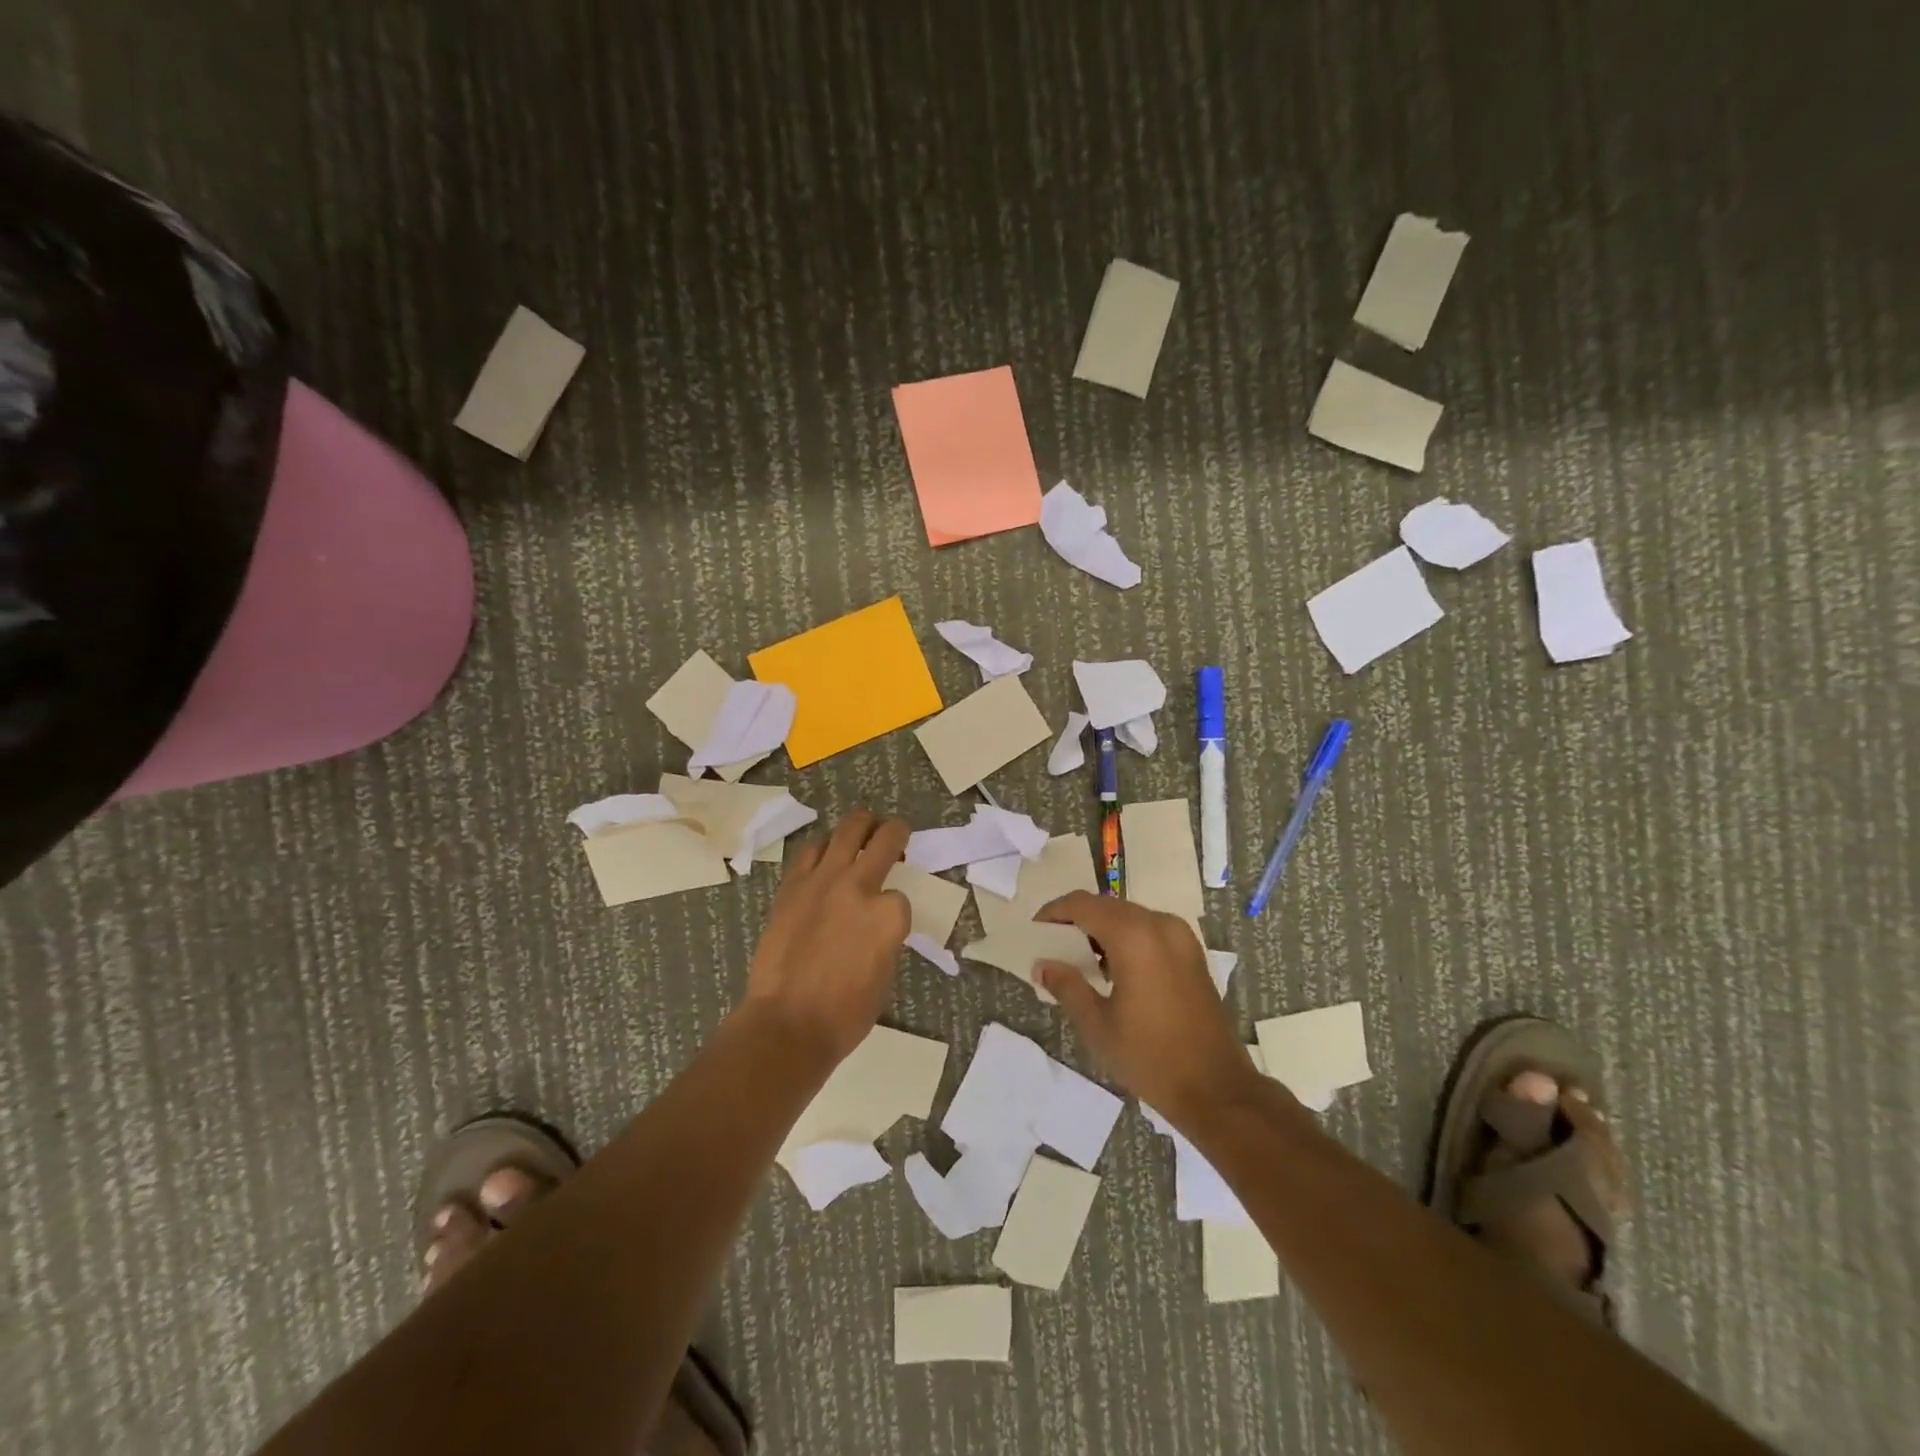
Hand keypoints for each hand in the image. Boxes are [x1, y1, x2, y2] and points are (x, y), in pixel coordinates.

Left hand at [742, 810, 911, 1064]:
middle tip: (896, 833)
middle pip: (885, 837)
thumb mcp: (885, 975)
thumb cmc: (845, 1014)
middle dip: (896, 832)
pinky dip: (823, 850)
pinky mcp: (793, 885)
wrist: (787, 1023)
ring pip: (848, 828)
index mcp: (889, 914)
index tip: (888, 922)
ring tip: (863, 832)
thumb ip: (886, 936)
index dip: (895, 908)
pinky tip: (826, 858)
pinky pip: (811, 851)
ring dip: (861, 826)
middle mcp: (859, 886)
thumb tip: (876, 923)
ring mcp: (823, 880)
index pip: (901, 895)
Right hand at [1036, 892, 1260, 1125]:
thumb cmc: (1150, 1057)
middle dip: (1076, 920)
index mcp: (1133, 936)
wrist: (1216, 1088)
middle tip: (1052, 946)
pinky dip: (1125, 937)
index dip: (1054, 912)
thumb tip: (1042, 964)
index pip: (1082, 904)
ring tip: (1078, 959)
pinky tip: (1113, 968)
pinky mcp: (1192, 952)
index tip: (1035, 931)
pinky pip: (1149, 929)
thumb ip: (1066, 986)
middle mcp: (1159, 924)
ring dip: (1101, 928)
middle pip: (1106, 905)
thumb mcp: (1097, 1025)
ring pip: (1129, 915)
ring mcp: (1180, 936)